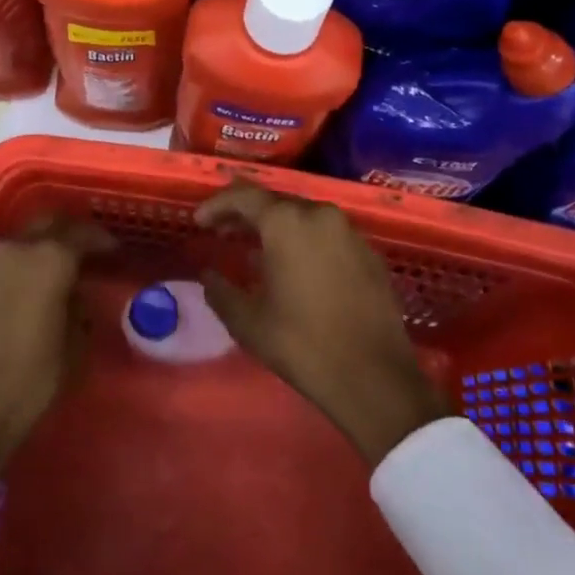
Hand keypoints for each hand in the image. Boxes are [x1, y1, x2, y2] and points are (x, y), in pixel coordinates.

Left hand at [0, 214, 112, 470]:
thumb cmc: (28, 380)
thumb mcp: (73, 347)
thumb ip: (80, 308)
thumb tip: (77, 292)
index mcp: (47, 258)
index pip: (82, 233)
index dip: (102, 240)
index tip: (116, 251)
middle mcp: (16, 247)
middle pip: (49, 222)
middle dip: (71, 231)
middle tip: (89, 249)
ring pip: (24, 237)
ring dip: (44, 244)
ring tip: (62, 267)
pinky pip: (6, 256)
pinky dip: (24, 260)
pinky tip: (34, 281)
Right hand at [200, 183, 447, 467]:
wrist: (375, 379)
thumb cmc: (303, 345)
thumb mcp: (248, 322)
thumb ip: (220, 291)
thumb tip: (208, 275)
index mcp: (287, 222)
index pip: (244, 196)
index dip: (217, 205)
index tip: (199, 222)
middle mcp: (320, 214)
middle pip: (275, 201)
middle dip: (246, 214)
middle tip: (224, 232)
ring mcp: (350, 232)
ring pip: (304, 216)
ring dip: (277, 227)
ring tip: (256, 250)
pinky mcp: (370, 253)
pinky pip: (328, 234)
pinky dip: (305, 241)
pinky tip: (296, 267)